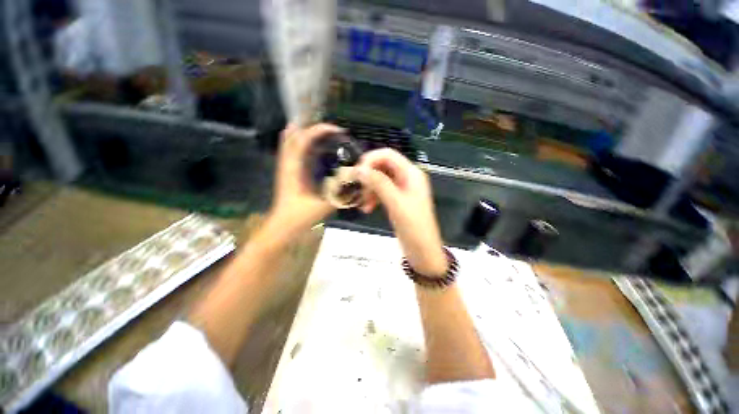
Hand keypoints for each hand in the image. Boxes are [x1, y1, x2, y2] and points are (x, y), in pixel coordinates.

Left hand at [267, 123, 342, 234]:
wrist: (282, 227)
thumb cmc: (299, 217)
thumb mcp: (323, 206)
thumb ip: (340, 196)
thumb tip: (355, 183)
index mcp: (293, 168)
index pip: (303, 138)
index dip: (320, 130)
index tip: (338, 131)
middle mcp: (287, 163)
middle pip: (293, 134)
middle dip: (311, 127)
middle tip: (331, 131)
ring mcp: (285, 166)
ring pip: (290, 141)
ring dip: (305, 133)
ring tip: (325, 134)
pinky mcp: (287, 172)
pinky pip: (292, 151)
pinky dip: (302, 144)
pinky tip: (315, 149)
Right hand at [356, 149, 447, 275]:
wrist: (422, 250)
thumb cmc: (413, 226)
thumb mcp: (396, 203)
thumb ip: (379, 183)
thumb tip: (359, 169)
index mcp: (411, 173)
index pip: (388, 154)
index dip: (370, 159)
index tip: (356, 172)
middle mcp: (407, 177)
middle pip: (382, 166)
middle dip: (368, 177)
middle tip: (358, 189)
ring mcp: (402, 188)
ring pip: (380, 179)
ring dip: (369, 189)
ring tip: (363, 205)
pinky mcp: (397, 199)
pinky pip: (381, 191)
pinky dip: (372, 197)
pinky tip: (367, 208)